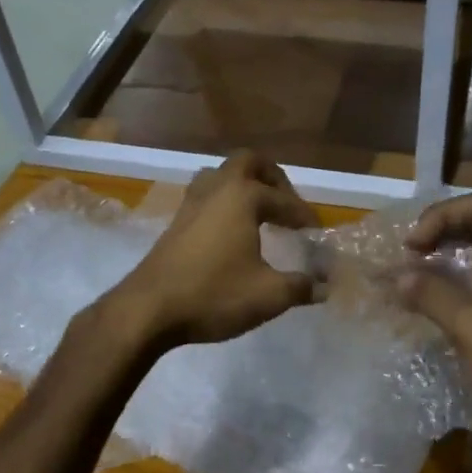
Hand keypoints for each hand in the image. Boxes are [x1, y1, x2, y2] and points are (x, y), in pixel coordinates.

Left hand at [108, 152, 319, 347]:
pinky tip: (230, 234)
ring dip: (242, 186)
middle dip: (272, 178)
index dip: (305, 216)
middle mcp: (216, 190)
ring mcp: (190, 205)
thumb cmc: (213, 295)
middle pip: (247, 162)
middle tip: (286, 203)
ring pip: (219, 176)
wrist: (148, 310)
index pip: (283, 200)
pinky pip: (204, 198)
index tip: (317, 233)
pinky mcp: (174, 224)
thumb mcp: (268, 295)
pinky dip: (224, 205)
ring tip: (258, 213)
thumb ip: (301, 287)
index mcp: (242, 197)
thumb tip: (324, 287)